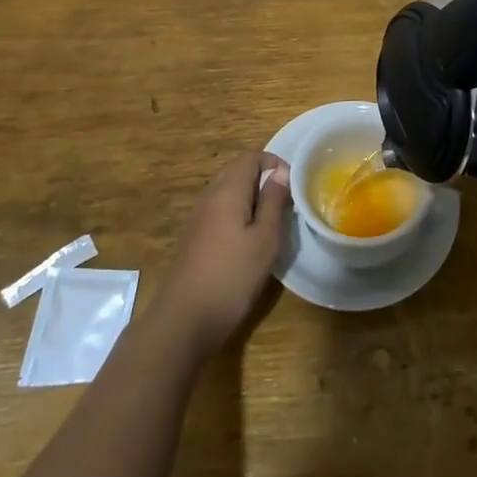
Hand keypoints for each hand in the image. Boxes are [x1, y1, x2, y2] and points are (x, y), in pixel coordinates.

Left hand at [150, 150, 291, 359]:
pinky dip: (238, 213)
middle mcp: (210, 196)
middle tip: (284, 203)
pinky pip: (219, 211)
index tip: (292, 185)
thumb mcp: (264, 239)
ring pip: (228, 191)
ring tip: (271, 222)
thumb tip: (281, 173)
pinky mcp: (195, 238)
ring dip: (251, 197)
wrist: (184, 319)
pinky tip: (248, 241)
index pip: (250, 157)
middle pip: (237, 170)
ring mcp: (199, 218)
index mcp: (227, 191)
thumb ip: (273, 202)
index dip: (274, 163)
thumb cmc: (231, 276)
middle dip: (262, 178)